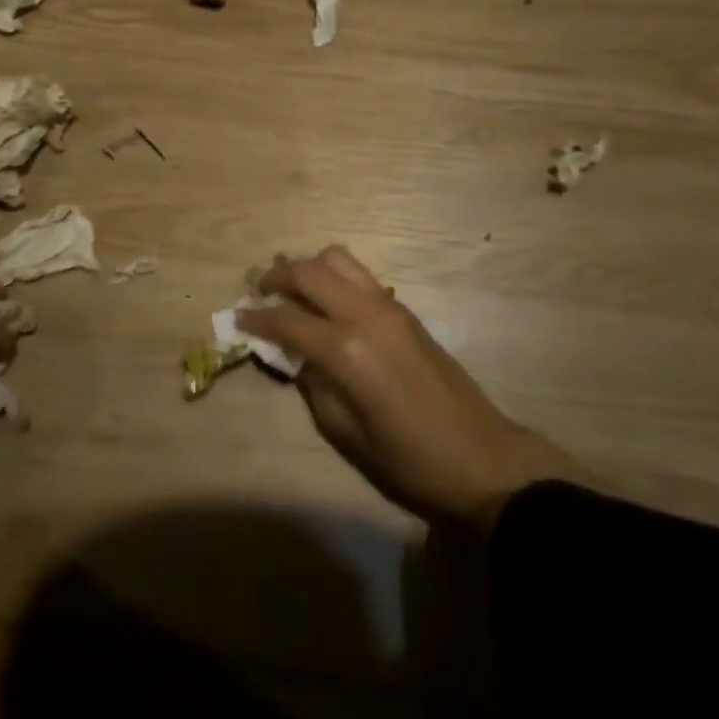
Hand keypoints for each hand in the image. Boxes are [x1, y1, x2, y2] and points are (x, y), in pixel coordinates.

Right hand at [240, 247, 585, 530]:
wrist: (481, 456)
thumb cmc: (409, 459)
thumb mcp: (346, 433)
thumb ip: (313, 384)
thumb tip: (294, 355)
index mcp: (347, 350)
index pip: (287, 320)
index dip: (256, 318)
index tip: (236, 318)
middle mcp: (365, 314)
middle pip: (309, 271)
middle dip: (276, 277)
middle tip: (258, 292)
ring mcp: (388, 306)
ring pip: (337, 259)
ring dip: (307, 268)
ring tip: (291, 289)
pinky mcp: (404, 309)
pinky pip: (359, 275)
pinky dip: (333, 277)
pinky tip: (326, 303)